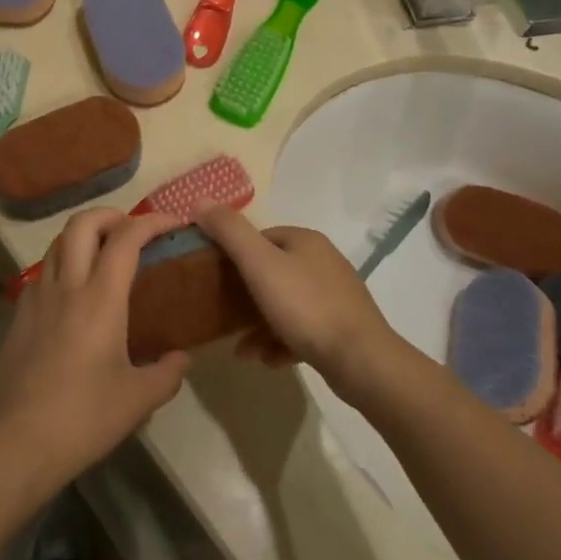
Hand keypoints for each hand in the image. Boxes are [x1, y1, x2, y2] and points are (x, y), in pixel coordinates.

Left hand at [0, 210, 190, 484]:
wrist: (18, 441)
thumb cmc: (84, 417)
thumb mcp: (138, 400)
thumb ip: (167, 373)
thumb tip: (182, 358)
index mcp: (100, 298)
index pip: (126, 238)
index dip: (152, 221)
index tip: (173, 222)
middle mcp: (66, 286)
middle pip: (82, 224)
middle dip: (110, 214)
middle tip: (131, 229)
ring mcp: (36, 298)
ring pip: (57, 243)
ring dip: (82, 236)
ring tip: (102, 254)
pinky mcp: (18, 316)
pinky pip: (41, 273)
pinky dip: (61, 265)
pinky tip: (71, 293)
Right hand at [198, 209, 399, 396]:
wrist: (361, 360)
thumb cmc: (305, 306)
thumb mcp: (259, 264)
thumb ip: (230, 231)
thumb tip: (200, 199)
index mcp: (306, 240)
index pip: (261, 237)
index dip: (235, 254)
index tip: (214, 277)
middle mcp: (323, 262)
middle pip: (272, 271)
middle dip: (245, 295)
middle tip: (223, 314)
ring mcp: (336, 297)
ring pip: (286, 304)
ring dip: (259, 325)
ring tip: (241, 350)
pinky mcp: (342, 328)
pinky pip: (302, 330)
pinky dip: (281, 342)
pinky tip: (267, 360)